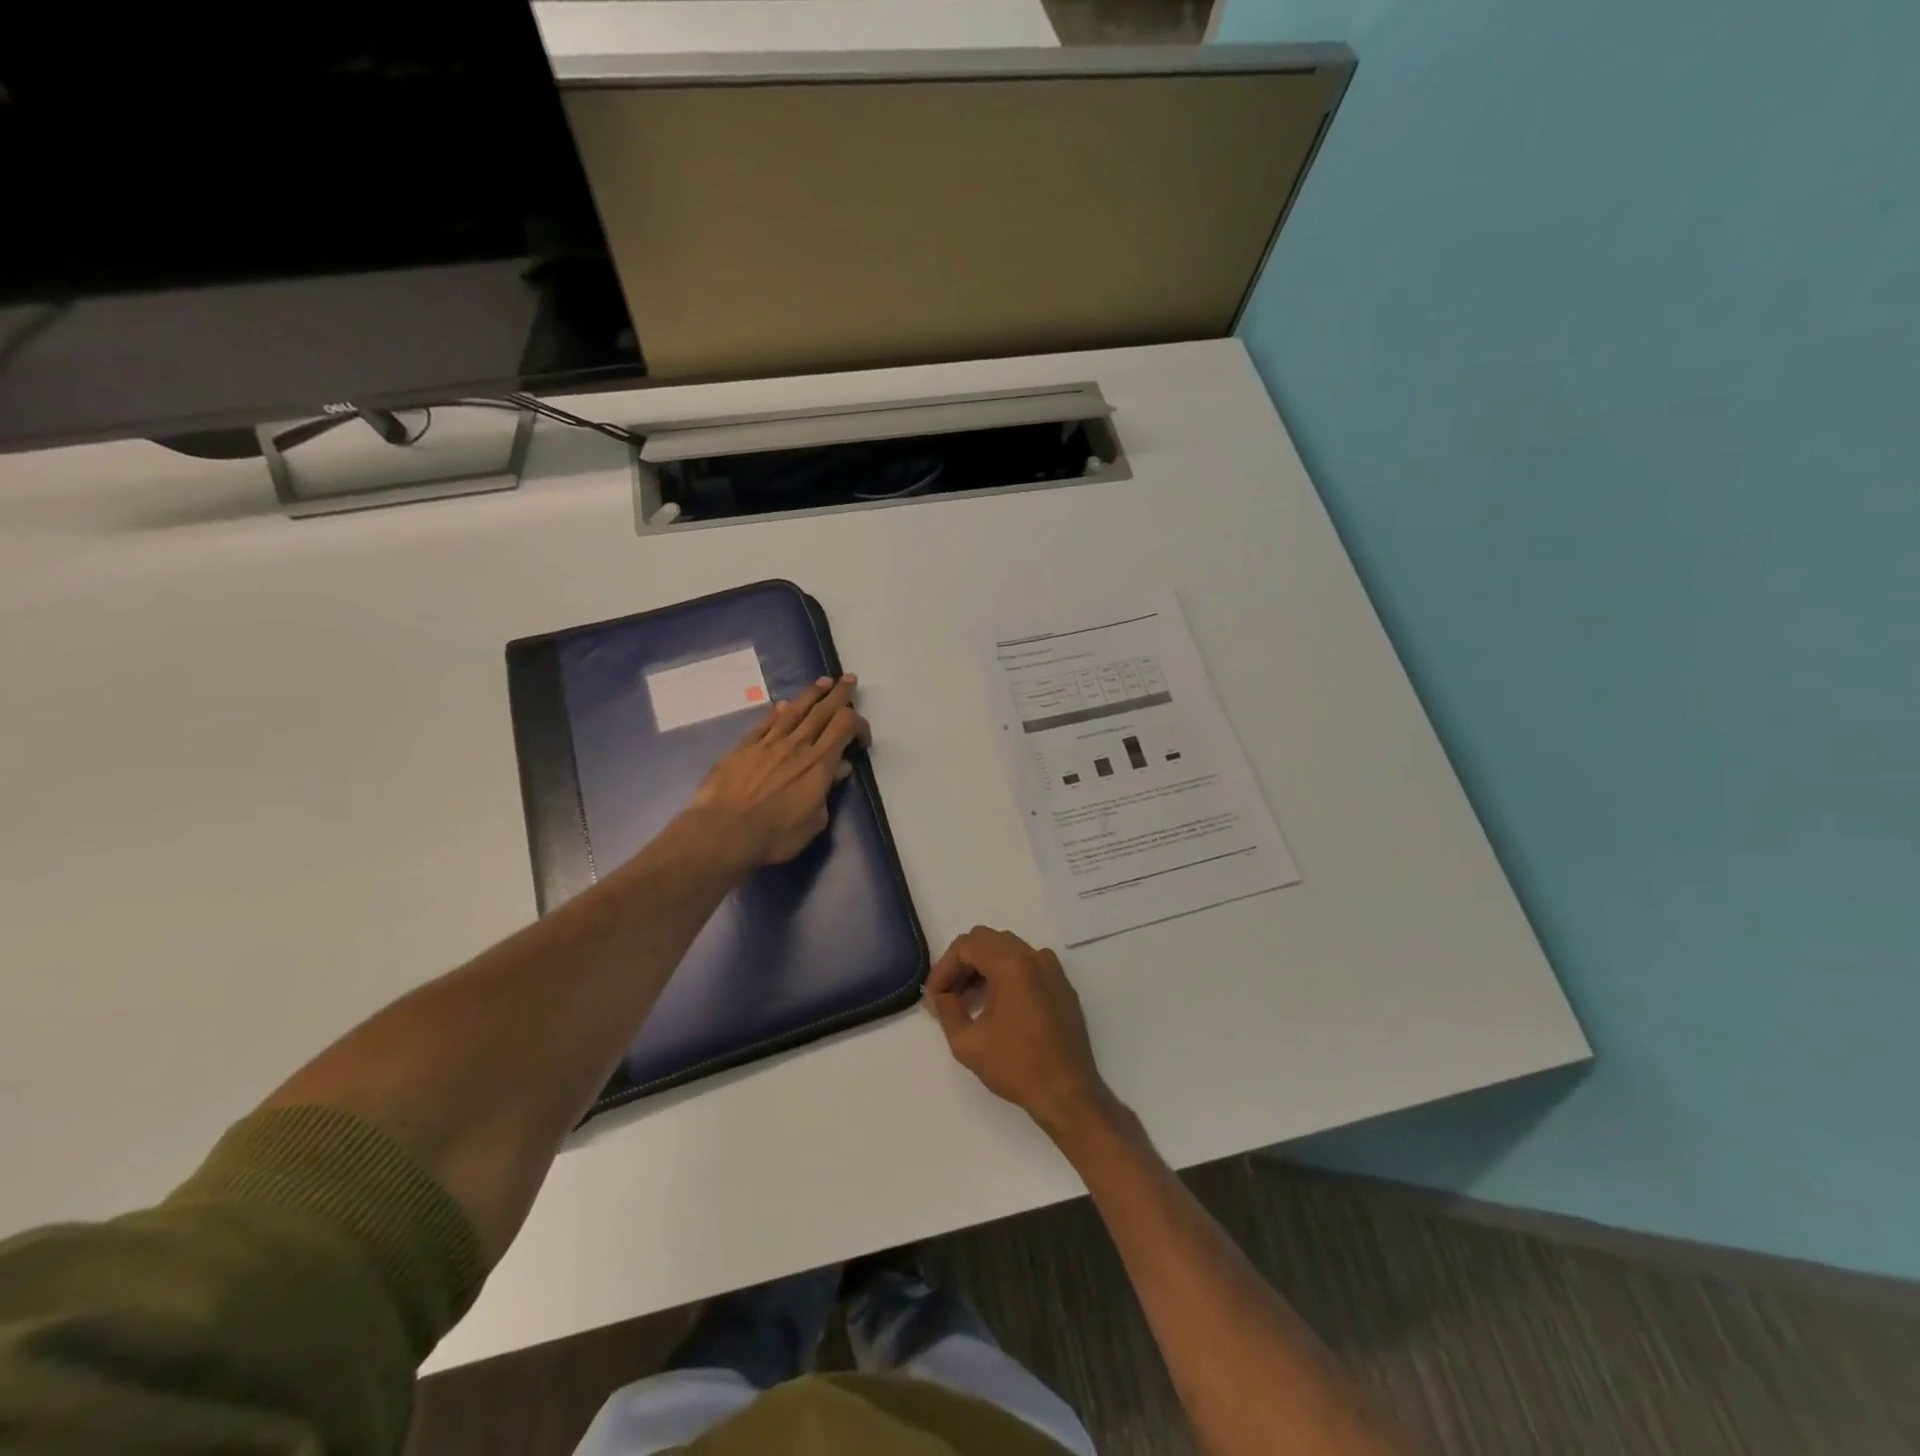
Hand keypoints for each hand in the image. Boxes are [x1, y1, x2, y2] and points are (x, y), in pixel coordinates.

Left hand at [687, 674, 870, 867]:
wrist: (723, 832)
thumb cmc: (775, 835)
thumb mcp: (814, 822)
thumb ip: (827, 792)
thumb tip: (838, 769)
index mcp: (819, 763)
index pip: (845, 727)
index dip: (859, 725)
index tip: (862, 739)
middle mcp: (797, 746)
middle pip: (822, 711)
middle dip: (838, 694)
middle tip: (848, 679)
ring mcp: (768, 744)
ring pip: (794, 711)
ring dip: (811, 695)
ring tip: (822, 682)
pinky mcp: (743, 748)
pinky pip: (765, 724)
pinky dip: (777, 712)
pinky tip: (782, 705)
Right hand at [924, 926, 1112, 1137]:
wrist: (1068, 1093)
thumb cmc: (1016, 1065)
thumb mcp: (967, 1042)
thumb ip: (947, 1011)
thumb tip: (938, 997)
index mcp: (1012, 963)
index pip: (967, 945)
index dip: (943, 967)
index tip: (934, 996)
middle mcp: (1034, 956)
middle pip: (988, 941)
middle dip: (963, 963)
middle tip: (948, 995)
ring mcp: (1053, 970)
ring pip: (1009, 950)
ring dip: (984, 968)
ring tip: (968, 1001)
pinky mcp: (1062, 986)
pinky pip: (1028, 966)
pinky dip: (1006, 975)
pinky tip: (997, 1006)